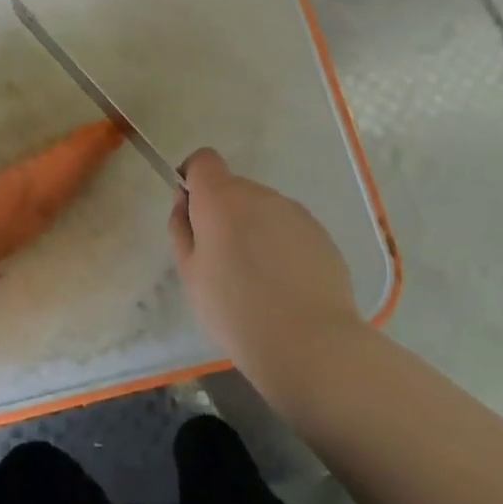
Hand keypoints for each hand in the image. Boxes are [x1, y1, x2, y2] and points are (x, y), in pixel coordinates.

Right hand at [168, 149, 363, 396]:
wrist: (309, 343)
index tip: (193, 212)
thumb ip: (182, 228)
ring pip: (263, 210)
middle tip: (223, 262)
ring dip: (254, 230)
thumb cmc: (235, 310)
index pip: (203, 160)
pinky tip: (286, 286)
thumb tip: (186, 202)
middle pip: (233, 189)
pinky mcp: (320, 234)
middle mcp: (259, 194)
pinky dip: (281, 246)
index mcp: (221, 197)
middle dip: (224, 214)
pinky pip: (289, 229)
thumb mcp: (190, 274)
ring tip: (259, 280)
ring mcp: (294, 212)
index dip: (194, 179)